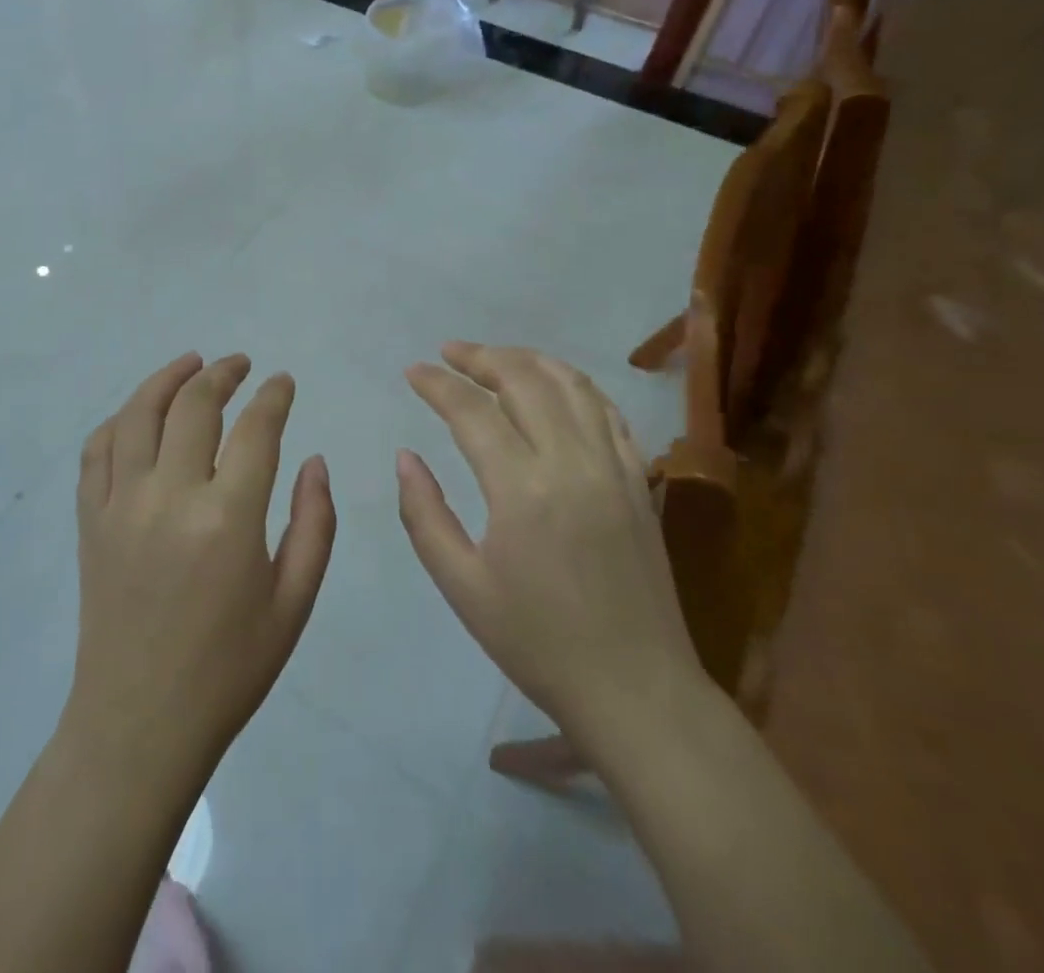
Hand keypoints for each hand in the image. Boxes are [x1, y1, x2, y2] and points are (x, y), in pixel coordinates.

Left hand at [66, 353, 335, 784]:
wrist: (139, 723)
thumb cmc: (229, 669)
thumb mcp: (293, 604)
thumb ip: (313, 524)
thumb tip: (314, 460)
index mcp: (227, 519)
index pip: (255, 428)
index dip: (273, 395)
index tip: (283, 381)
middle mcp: (170, 497)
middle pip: (194, 405)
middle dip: (223, 373)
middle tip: (241, 364)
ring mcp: (120, 505)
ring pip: (138, 414)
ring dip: (167, 378)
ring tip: (192, 363)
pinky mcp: (89, 521)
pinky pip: (97, 450)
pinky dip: (119, 420)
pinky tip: (140, 415)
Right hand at [398, 343, 708, 756]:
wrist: (636, 689)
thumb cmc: (538, 643)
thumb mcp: (462, 586)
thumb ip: (424, 514)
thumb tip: (406, 457)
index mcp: (521, 489)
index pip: (472, 410)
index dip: (437, 384)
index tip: (412, 371)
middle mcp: (571, 462)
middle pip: (523, 380)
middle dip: (480, 357)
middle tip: (448, 353)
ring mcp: (613, 466)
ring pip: (570, 384)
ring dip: (527, 360)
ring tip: (495, 357)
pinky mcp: (638, 480)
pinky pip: (607, 411)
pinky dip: (575, 385)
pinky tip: (554, 385)